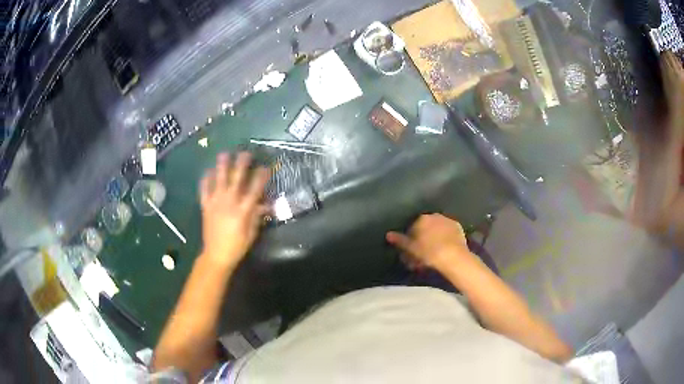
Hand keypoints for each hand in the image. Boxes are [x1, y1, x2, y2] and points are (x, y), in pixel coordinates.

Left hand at [199, 152, 269, 269]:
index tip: (265, 167)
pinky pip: (204, 190)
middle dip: (242, 164)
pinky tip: (208, 171)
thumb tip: (265, 204)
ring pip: (219, 179)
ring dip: (222, 166)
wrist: (216, 255)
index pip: (254, 189)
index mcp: (243, 210)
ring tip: (225, 154)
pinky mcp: (205, 206)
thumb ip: (257, 216)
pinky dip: (206, 179)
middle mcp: (229, 202)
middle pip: (236, 179)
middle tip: (246, 153)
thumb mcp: (251, 233)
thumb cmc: (237, 246)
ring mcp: (215, 202)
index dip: (261, 177)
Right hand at [386, 214, 474, 271]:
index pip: (412, 226)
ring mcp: (447, 220)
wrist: (452, 256)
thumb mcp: (411, 248)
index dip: (411, 239)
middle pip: (426, 226)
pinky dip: (445, 238)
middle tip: (422, 253)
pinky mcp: (458, 227)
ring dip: (434, 237)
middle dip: (423, 237)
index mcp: (421, 219)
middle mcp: (435, 215)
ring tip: (434, 251)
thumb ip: (400, 240)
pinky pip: (448, 232)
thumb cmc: (428, 252)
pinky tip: (445, 248)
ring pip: (437, 229)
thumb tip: (388, 234)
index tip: (411, 249)